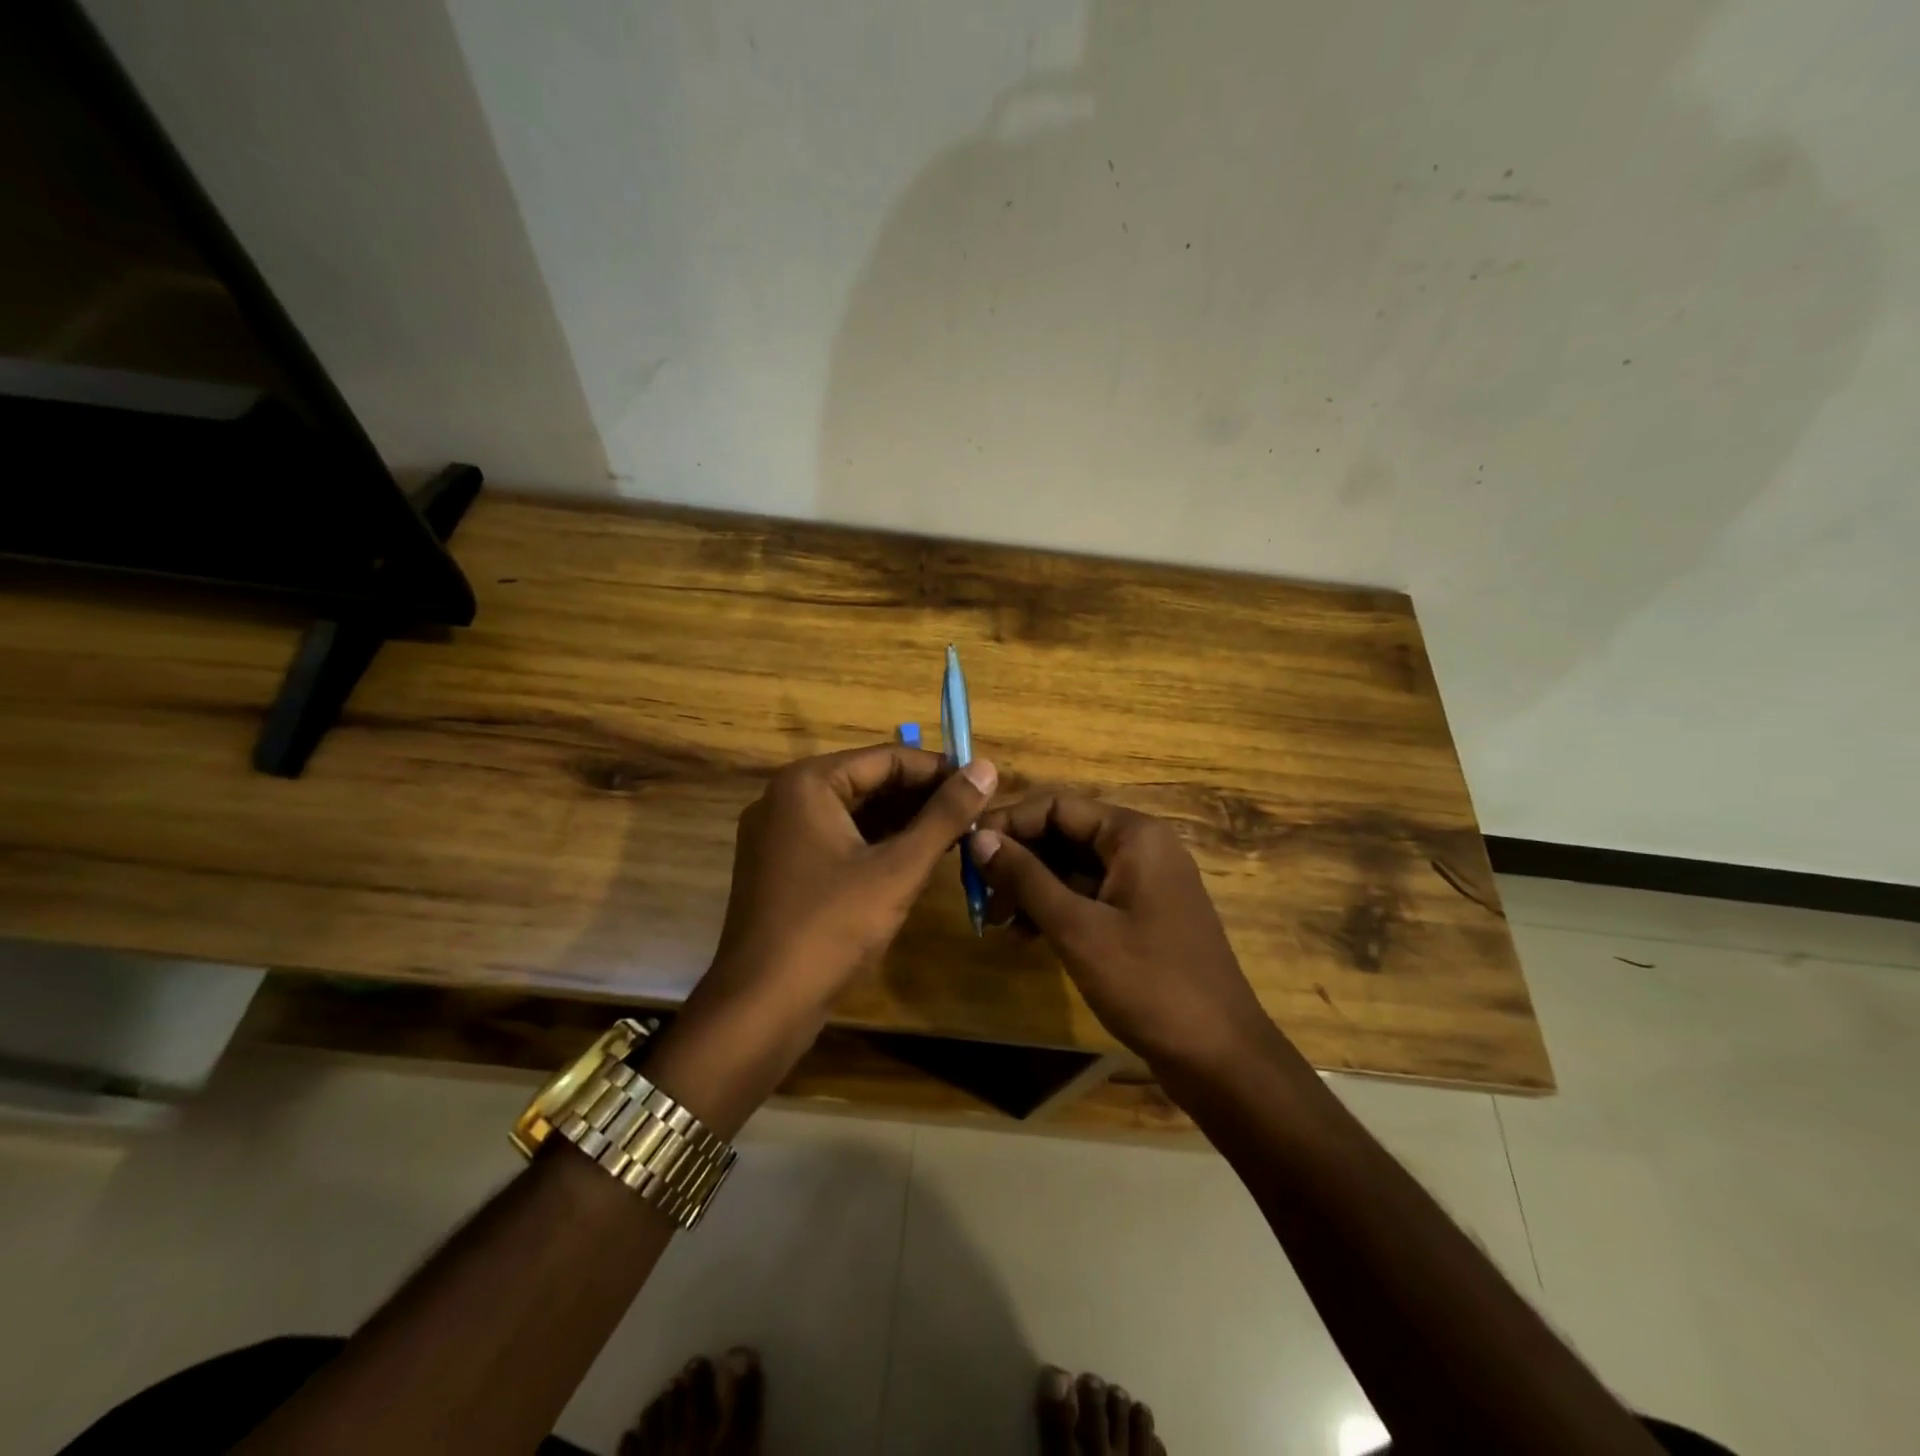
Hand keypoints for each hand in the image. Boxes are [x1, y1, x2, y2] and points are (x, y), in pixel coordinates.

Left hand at [706, 744, 997, 1021]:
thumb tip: (987, 768)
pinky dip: (875, 845)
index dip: (939, 771)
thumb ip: (945, 815)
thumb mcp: (899, 869)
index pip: (887, 758)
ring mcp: (779, 835)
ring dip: (902, 822)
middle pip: (868, 782)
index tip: (983, 786)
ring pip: (854, 813)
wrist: (761, 1006)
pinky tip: (915, 859)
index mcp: (808, 783)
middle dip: (922, 798)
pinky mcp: (781, 867)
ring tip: (955, 836)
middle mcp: (786, 798)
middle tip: (974, 815)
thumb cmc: (832, 927)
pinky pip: (837, 839)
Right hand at [969, 796, 1272, 1071]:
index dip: (1009, 823)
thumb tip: (978, 838)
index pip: (1057, 806)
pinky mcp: (1142, 915)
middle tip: (978, 895)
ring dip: (1032, 887)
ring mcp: (1145, 883)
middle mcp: (1142, 847)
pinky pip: (1089, 895)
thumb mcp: (1077, 928)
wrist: (1219, 1056)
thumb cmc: (1148, 983)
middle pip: (1065, 834)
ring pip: (1073, 867)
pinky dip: (1056, 908)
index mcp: (1134, 835)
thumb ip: (1025, 878)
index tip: (966, 852)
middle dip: (1018, 860)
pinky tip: (1026, 935)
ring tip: (995, 921)